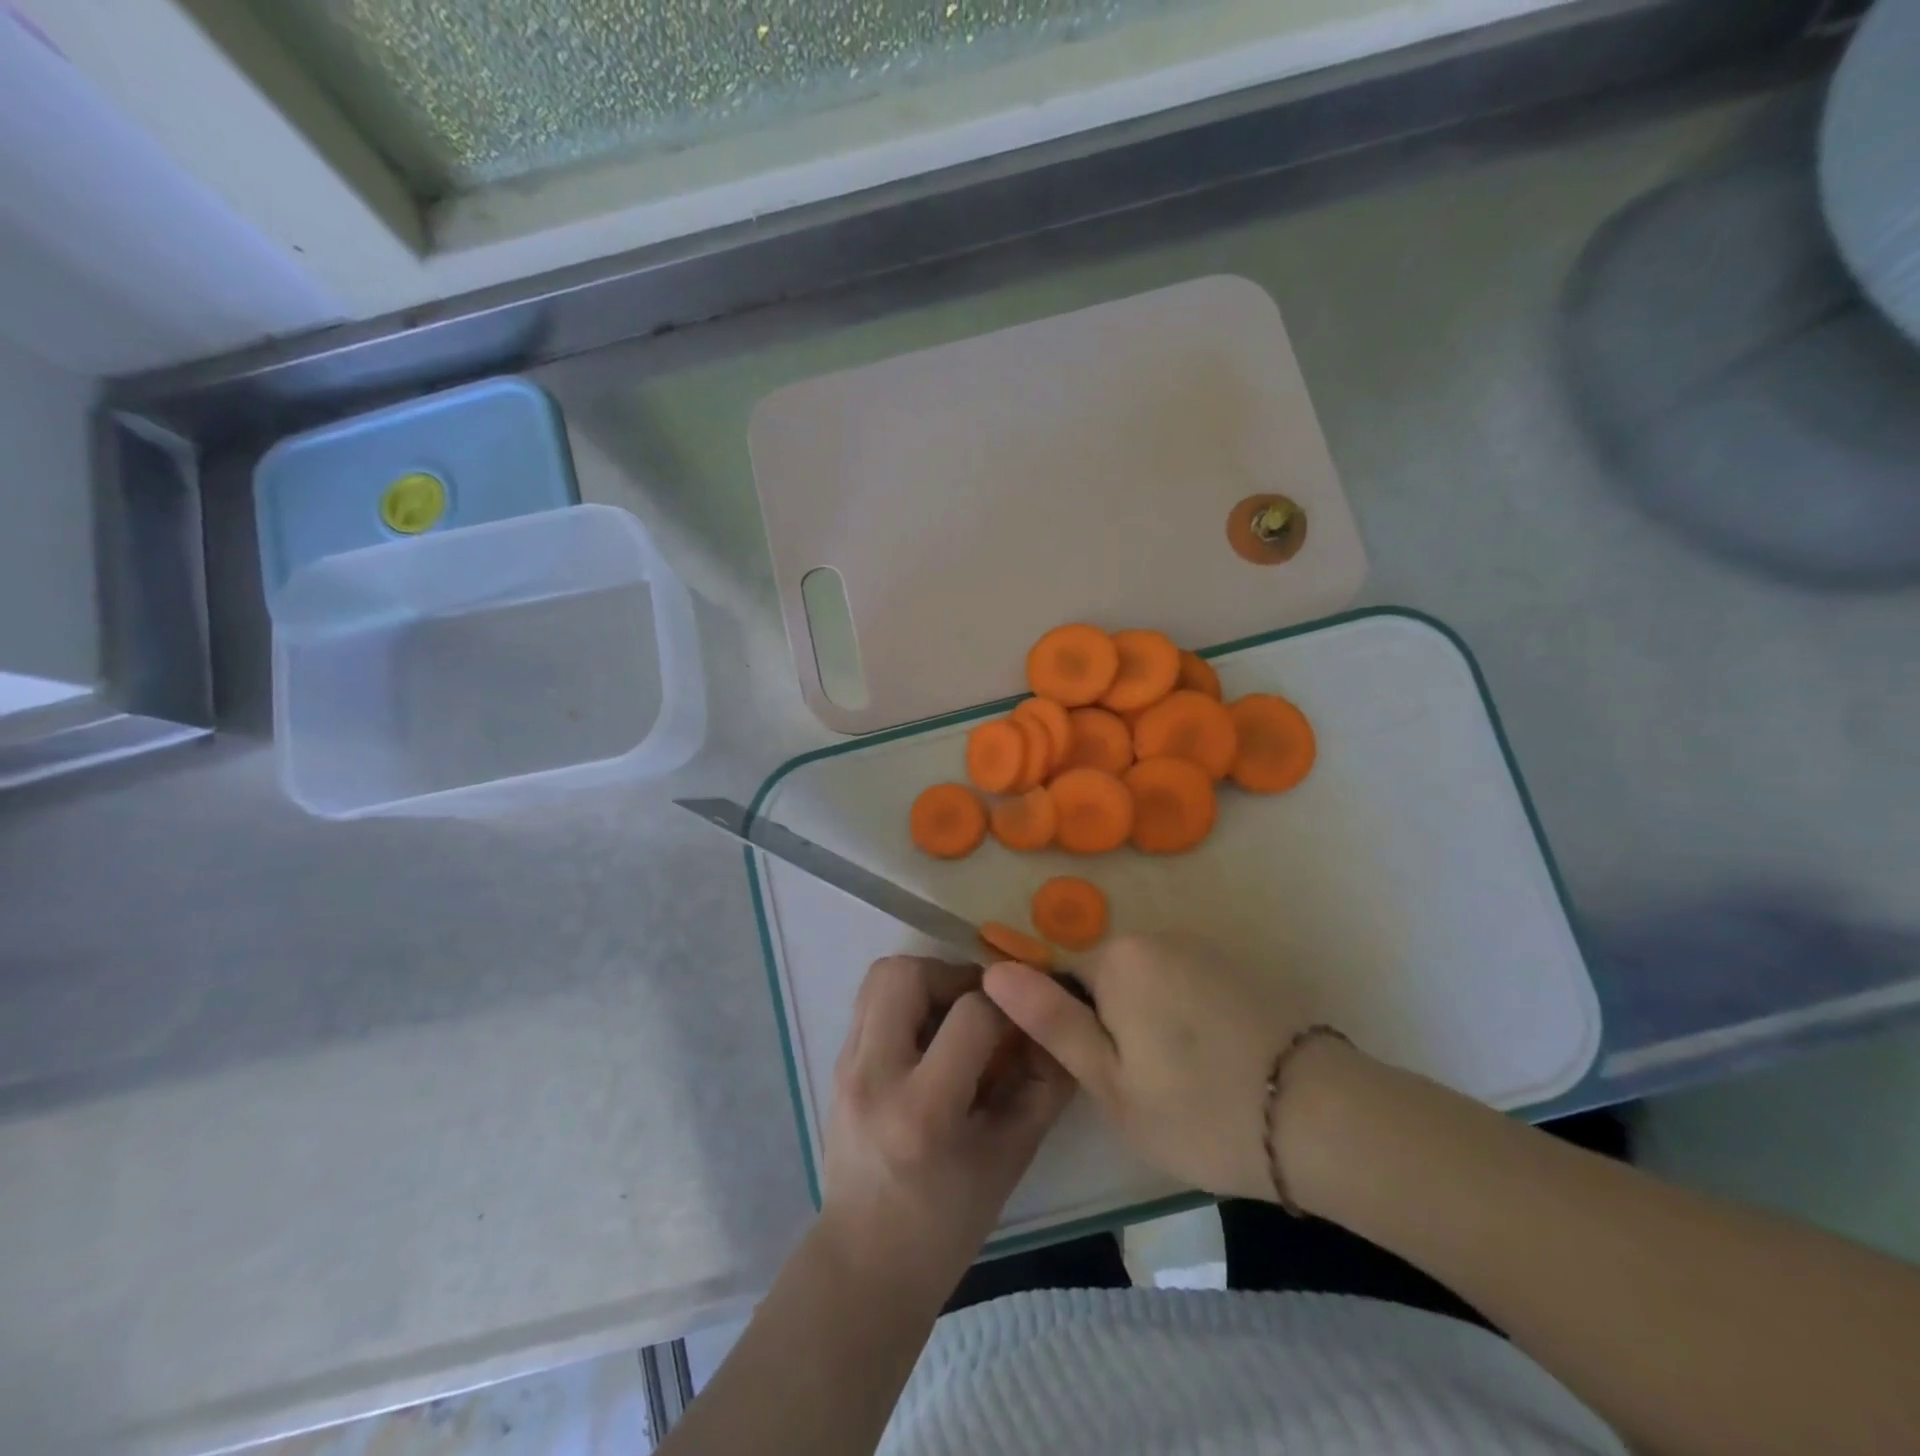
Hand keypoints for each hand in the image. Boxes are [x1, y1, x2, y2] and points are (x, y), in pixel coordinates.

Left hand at [820, 956, 1074, 1301]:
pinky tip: (929, 1039)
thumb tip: (1060, 1028)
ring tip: (953, 1016)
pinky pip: (871, 1002)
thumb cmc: (945, 1224)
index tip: (1026, 1017)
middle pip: (906, 974)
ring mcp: (846, 1066)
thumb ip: (1043, 1089)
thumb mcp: (1010, 1160)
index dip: (1010, 1006)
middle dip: (954, 975)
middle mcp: (874, 1076)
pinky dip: (905, 1001)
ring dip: (926, 980)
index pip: (971, 1016)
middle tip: (981, 1005)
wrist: (864, 1263)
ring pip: (882, 976)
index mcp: (922, 1112)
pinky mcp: (836, 1063)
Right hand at [984, 934, 1318, 1201]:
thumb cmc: (1199, 1109)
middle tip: (1139, 1091)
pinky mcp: (1240, 969)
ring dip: (1150, 1024)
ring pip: (1148, 985)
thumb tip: (994, 971)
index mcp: (1120, 958)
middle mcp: (1159, 937)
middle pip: (1108, 978)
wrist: (1323, 1118)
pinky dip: (1187, 1021)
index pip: (1063, 978)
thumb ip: (1051, 1021)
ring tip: (1181, 1086)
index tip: (1098, 1075)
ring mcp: (1205, 949)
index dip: (1071, 1028)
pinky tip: (1215, 1067)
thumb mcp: (1110, 1082)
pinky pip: (1188, 987)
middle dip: (1111, 1026)